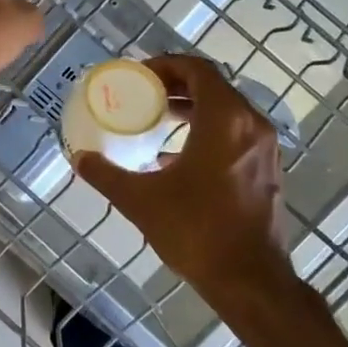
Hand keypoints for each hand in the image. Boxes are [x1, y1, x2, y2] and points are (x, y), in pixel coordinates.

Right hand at [74, 55, 289, 292]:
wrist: (250, 281)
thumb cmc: (196, 230)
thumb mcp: (140, 200)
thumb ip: (106, 174)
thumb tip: (79, 159)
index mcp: (225, 120)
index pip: (197, 70)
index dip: (166, 65)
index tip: (138, 76)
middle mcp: (251, 126)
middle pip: (213, 87)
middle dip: (176, 86)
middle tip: (143, 95)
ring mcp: (265, 150)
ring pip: (227, 112)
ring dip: (192, 109)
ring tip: (157, 121)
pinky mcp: (268, 172)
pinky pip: (236, 135)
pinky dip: (208, 132)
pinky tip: (177, 157)